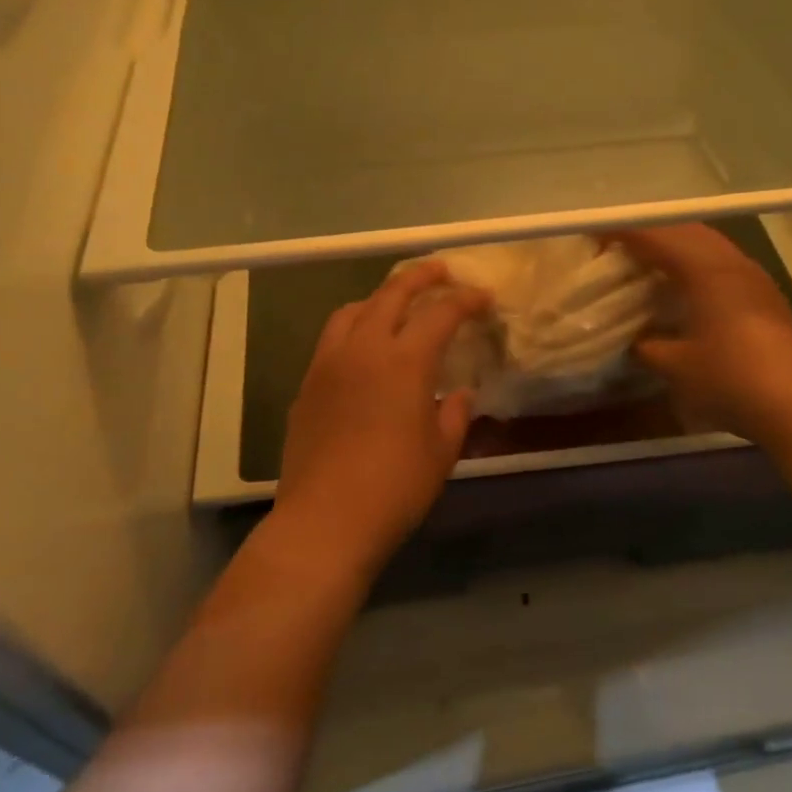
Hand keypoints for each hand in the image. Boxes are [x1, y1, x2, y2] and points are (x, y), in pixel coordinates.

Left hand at [274, 262, 490, 574]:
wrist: (326, 520)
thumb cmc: (395, 487)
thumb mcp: (441, 452)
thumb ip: (455, 414)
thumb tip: (459, 394)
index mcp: (404, 361)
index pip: (440, 314)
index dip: (466, 300)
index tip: (484, 297)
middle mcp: (363, 349)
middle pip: (392, 294)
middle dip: (421, 277)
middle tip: (442, 272)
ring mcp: (329, 364)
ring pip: (354, 310)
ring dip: (381, 298)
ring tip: (398, 305)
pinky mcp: (307, 385)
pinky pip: (333, 339)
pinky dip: (355, 327)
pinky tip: (365, 349)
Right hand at [615, 223, 791, 444]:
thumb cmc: (731, 379)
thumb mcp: (676, 366)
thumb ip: (648, 347)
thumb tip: (636, 339)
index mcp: (706, 270)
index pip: (657, 236)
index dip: (624, 232)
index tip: (595, 234)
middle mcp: (732, 263)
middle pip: (687, 231)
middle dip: (651, 233)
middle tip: (620, 247)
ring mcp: (755, 279)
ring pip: (710, 247)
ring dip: (678, 248)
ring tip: (649, 265)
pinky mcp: (767, 299)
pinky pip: (723, 266)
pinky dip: (697, 266)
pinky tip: (687, 291)